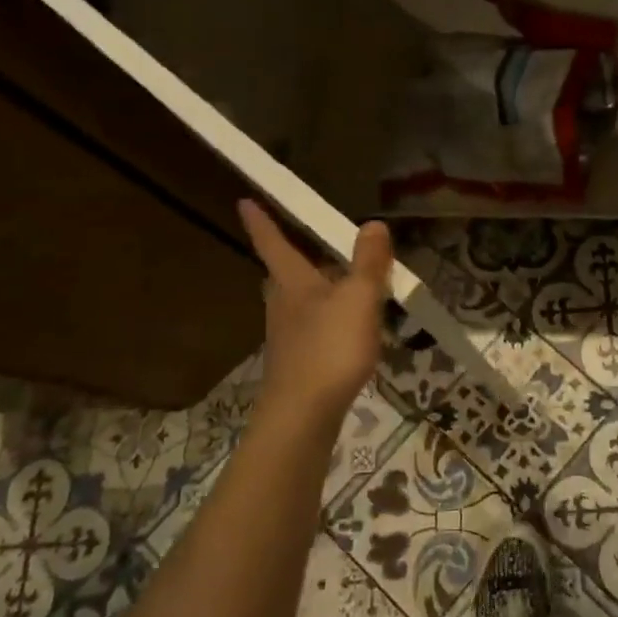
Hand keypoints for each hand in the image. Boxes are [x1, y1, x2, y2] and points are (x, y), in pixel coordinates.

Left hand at [239, 200, 393, 423]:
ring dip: (318, 290)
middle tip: (316, 248)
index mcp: (293, 283)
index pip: (274, 243)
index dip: (261, 222)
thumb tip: (373, 223)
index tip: (244, 201)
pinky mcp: (298, 362)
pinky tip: (351, 331)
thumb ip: (368, 262)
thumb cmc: (329, 348)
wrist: (303, 415)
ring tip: (348, 287)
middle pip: (284, 274)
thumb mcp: (359, 299)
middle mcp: (283, 305)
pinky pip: (313, 328)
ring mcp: (288, 336)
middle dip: (295, 259)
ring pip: (299, 302)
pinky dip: (329, 320)